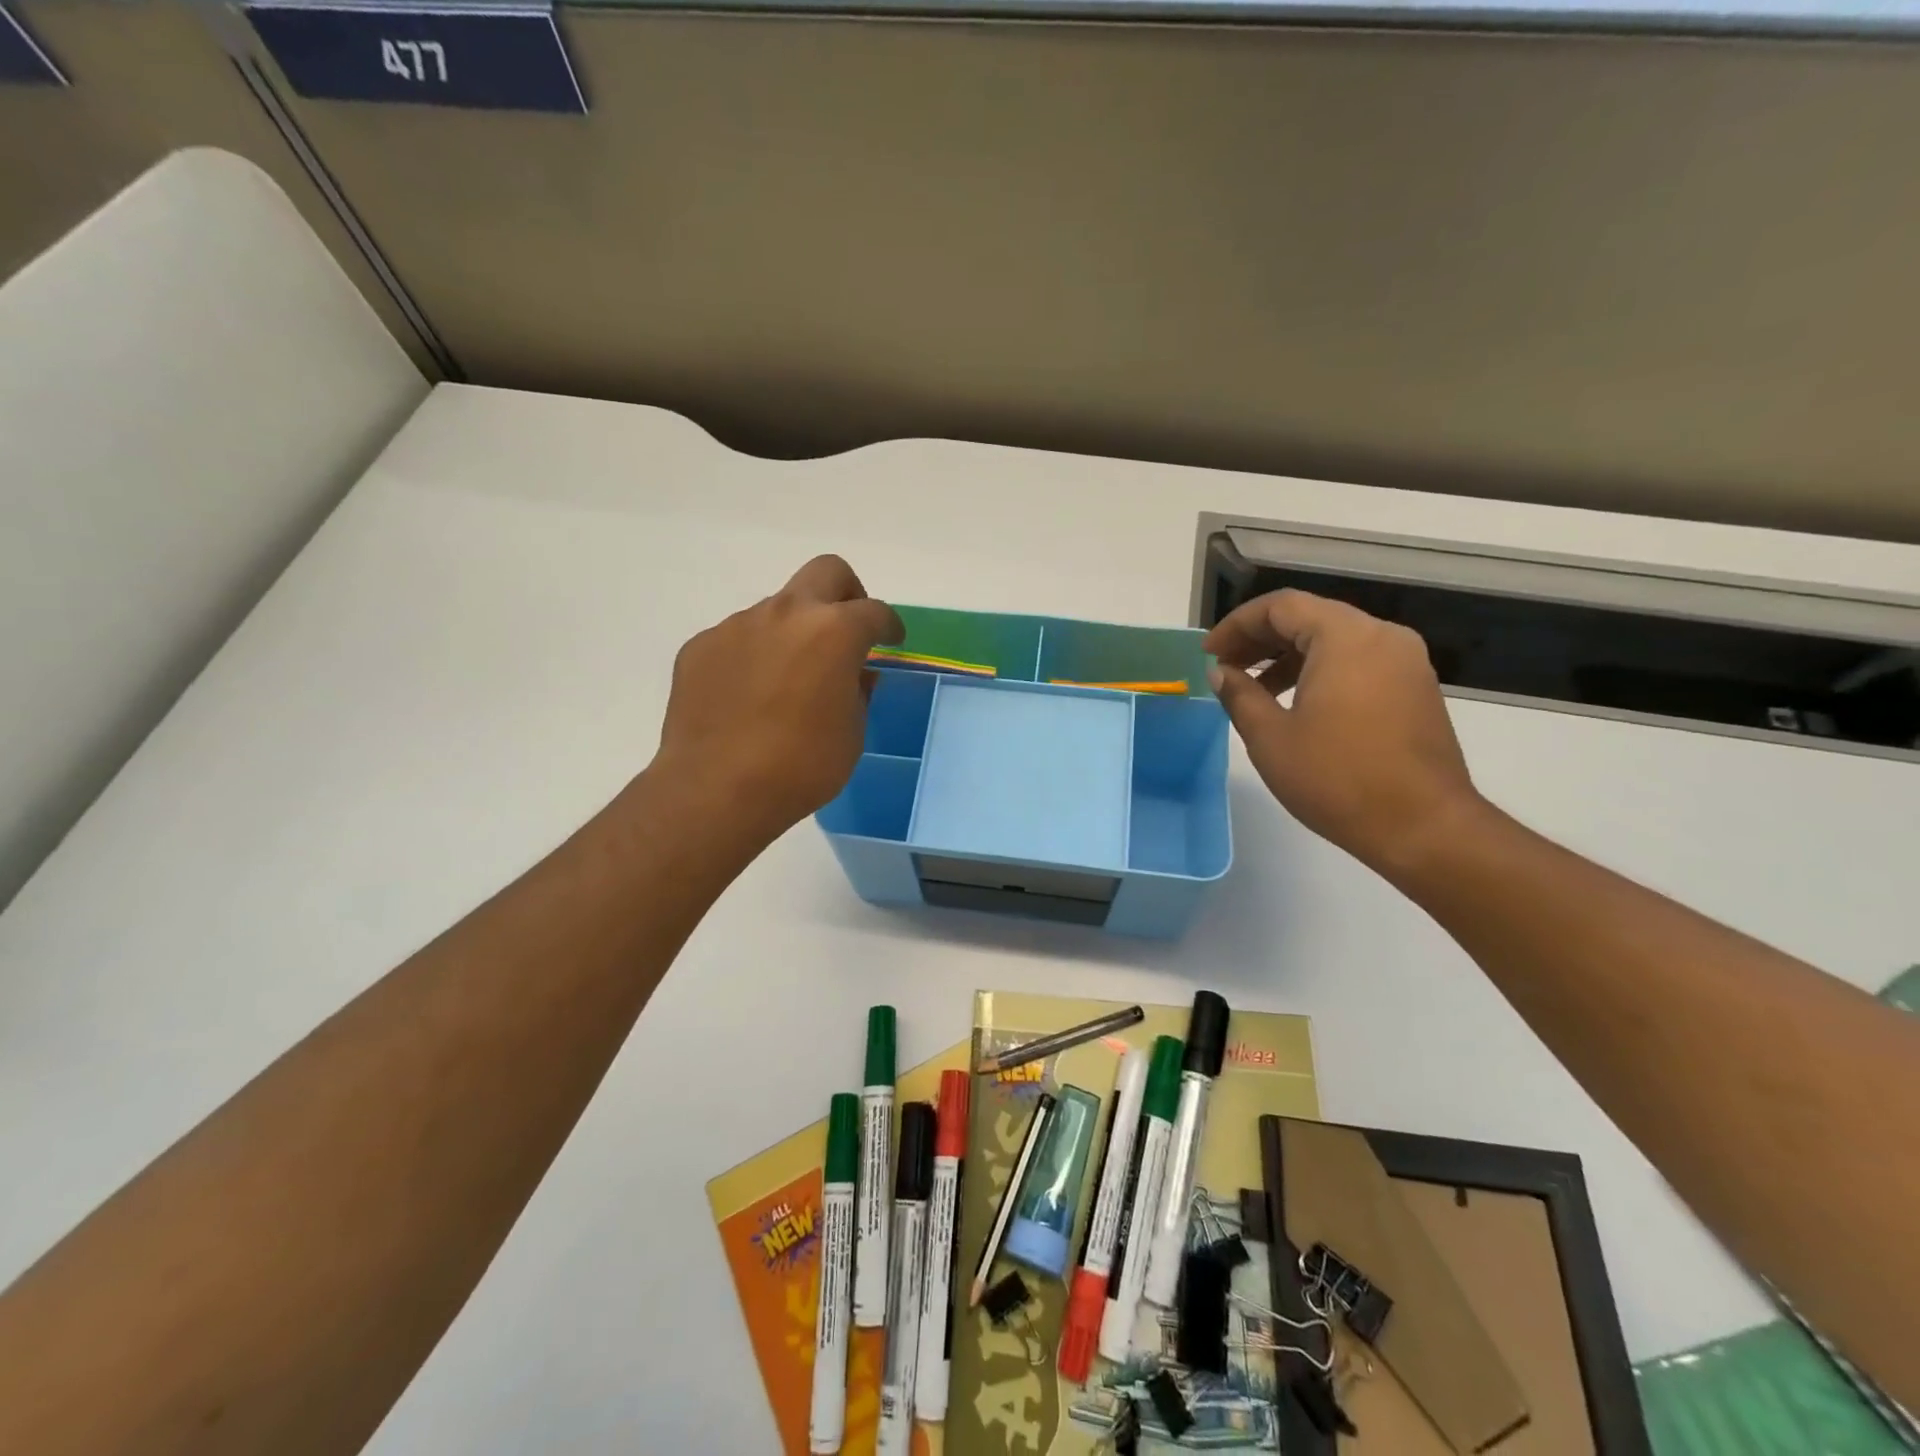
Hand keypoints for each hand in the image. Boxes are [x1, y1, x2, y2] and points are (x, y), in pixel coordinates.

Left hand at [652, 556, 903, 848]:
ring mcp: (738, 625)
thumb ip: (859, 691)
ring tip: (789, 680)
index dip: (889, 626)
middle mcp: (786, 614)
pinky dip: (755, 655)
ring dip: (794, 632)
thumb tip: (855, 673)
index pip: (874, 611)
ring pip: (778, 609)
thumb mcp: (852, 734)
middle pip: (826, 573)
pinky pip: (740, 638)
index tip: (892, 642)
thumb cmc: (800, 767)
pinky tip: (750, 696)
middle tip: (847, 631)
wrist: (716, 790)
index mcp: (833, 632)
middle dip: (846, 594)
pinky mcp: (702, 646)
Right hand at [1204, 589, 1482, 876]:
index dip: (1237, 625)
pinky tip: (1297, 706)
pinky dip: (1320, 671)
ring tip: (1254, 691)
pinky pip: (1358, 662)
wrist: (1423, 827)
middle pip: (1310, 618)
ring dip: (1289, 657)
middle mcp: (1381, 637)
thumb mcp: (1271, 737)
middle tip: (1225, 668)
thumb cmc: (1337, 779)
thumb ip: (1239, 695)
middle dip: (1261, 639)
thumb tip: (1220, 673)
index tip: (1209, 654)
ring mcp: (1405, 662)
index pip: (1281, 607)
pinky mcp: (1415, 689)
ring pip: (1335, 641)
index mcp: (1346, 638)